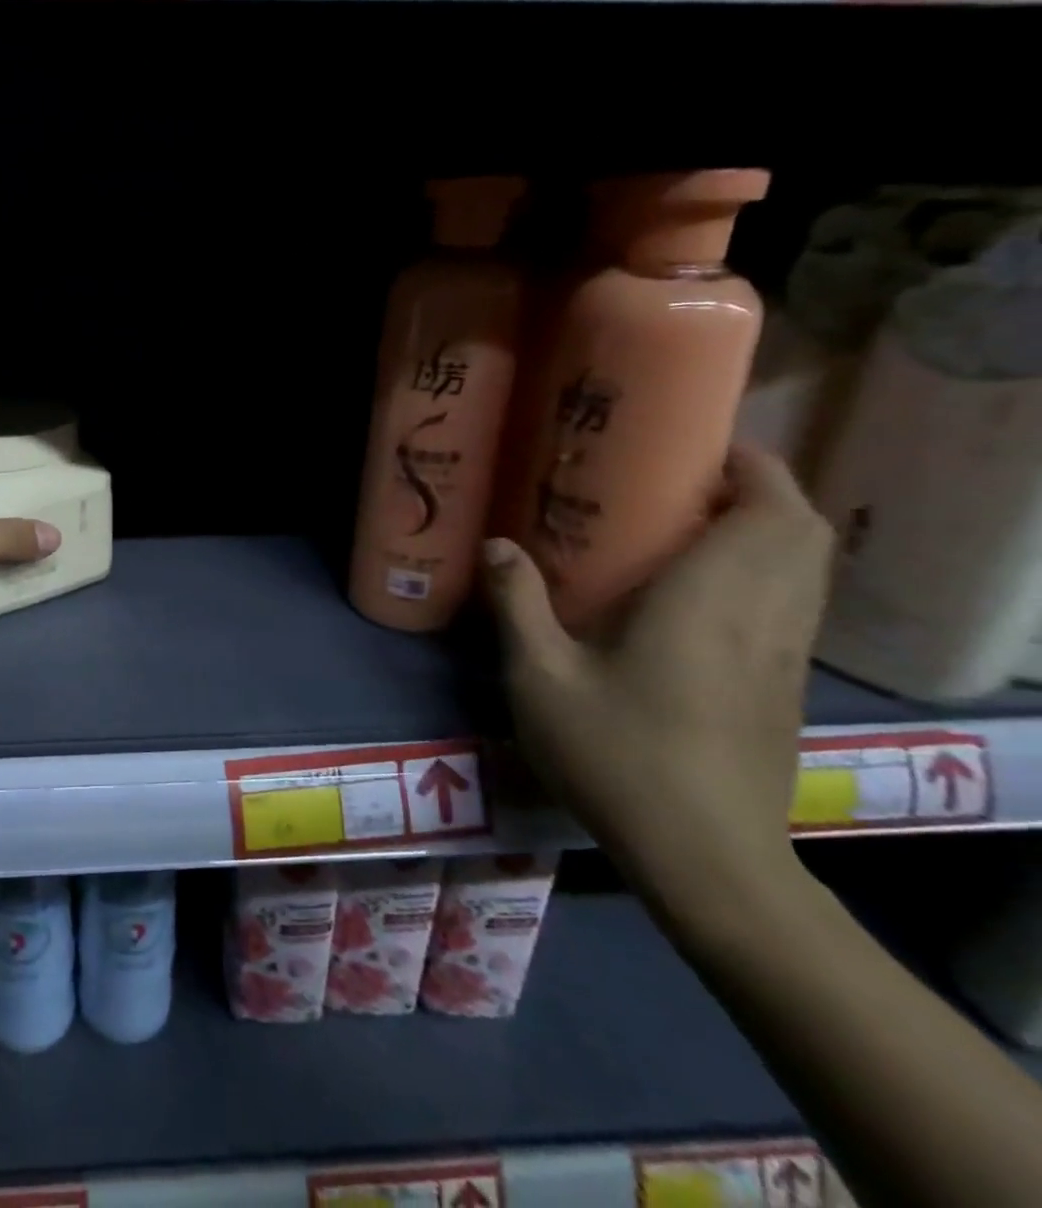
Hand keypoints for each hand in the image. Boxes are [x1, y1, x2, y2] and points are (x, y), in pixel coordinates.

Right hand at [480, 445, 833, 918]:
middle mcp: (765, 617)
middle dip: (761, 489)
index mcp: (711, 602)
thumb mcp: (542, 678)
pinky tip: (704, 593)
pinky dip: (768, 572)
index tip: (697, 447)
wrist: (705, 857)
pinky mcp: (784, 687)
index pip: (770, 511)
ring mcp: (784, 656)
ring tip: (691, 525)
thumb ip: (518, 605)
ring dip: (769, 529)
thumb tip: (496, 544)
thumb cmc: (618, 755)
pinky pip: (795, 603)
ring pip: (808, 567)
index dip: (750, 466)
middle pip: (803, 530)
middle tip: (682, 482)